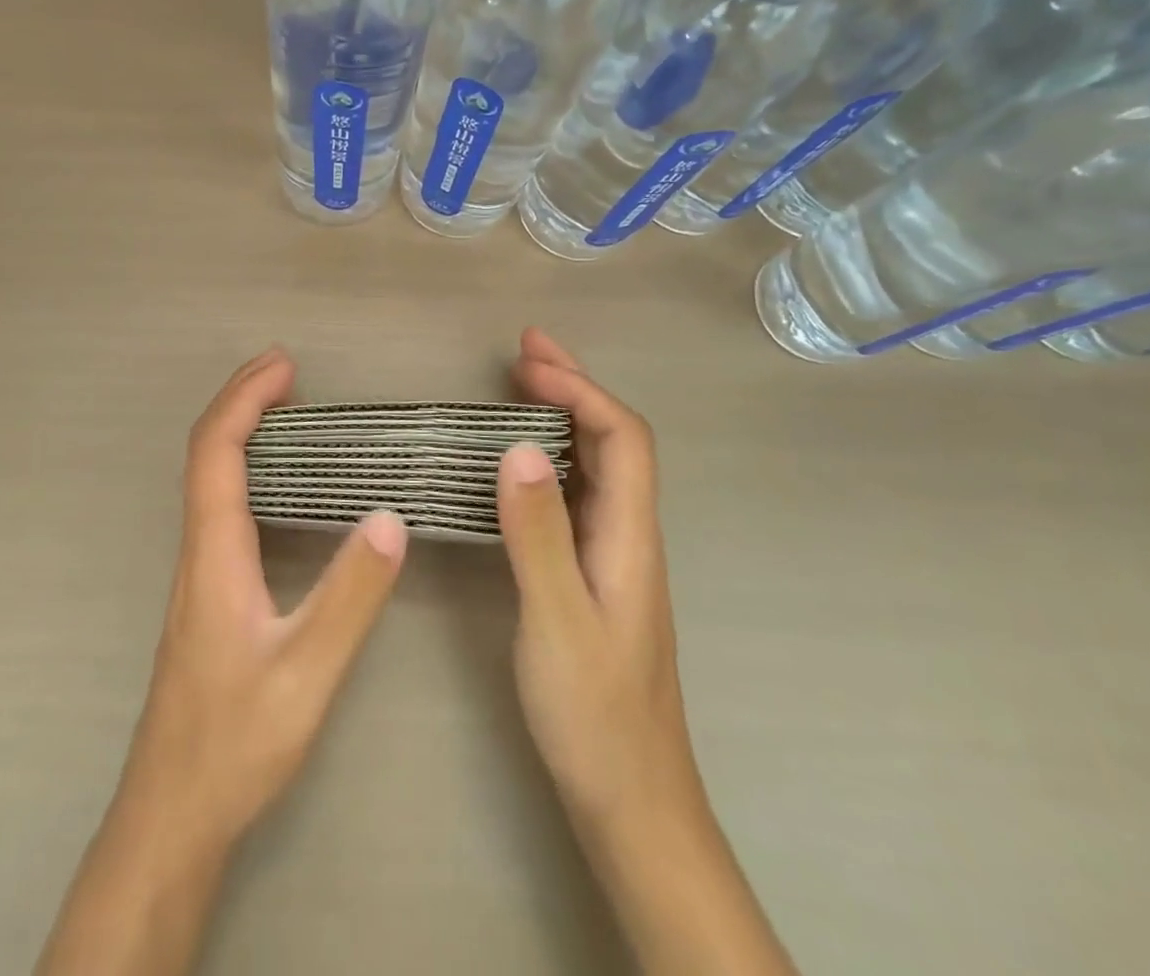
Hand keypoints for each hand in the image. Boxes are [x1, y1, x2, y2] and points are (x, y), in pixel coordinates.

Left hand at [118, 346, 408, 855]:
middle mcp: (198, 549)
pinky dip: (245, 467)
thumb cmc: (235, 743)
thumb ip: (350, 596)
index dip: (244, 398)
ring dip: (241, 430)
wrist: (172, 813)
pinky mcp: (206, 591)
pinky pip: (219, 504)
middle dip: (242, 400)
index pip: (216, 451)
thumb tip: (388, 517)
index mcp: (214, 552)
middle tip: (287, 370)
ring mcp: (197, 571)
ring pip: (208, 478)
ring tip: (286, 408)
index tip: (284, 364)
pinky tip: (276, 482)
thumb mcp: (307, 672)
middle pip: (206, 452)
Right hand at [498, 328, 694, 828]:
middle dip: (573, 386)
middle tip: (523, 350)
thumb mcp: (557, 621)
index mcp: (630, 537)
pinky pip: (577, 493)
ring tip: (519, 385)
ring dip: (563, 415)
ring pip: (597, 465)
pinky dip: (550, 456)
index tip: (527, 364)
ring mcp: (614, 554)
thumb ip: (539, 535)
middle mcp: (630, 534)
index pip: (622, 437)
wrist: (630, 799)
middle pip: (615, 440)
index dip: (580, 390)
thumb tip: (519, 447)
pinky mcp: (594, 573)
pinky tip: (521, 460)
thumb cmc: (594, 714)